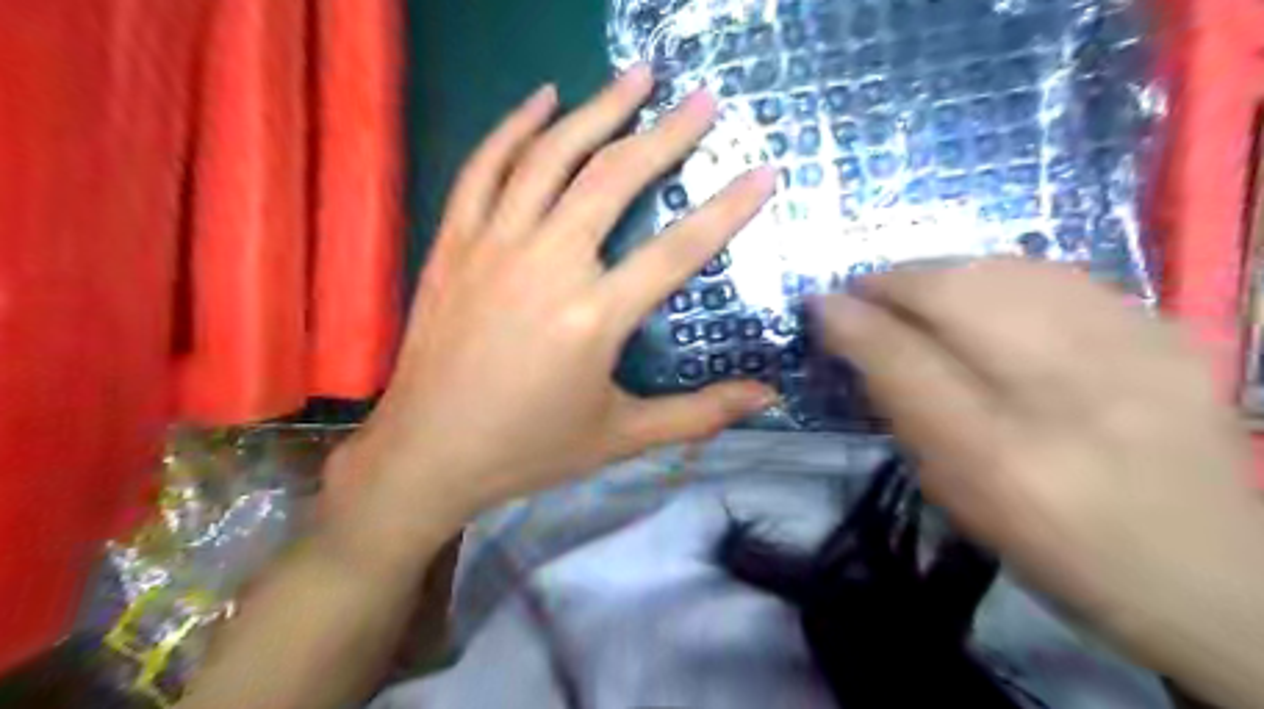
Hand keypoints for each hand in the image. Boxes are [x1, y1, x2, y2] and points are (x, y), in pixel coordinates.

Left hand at [329, 65, 774, 530]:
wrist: (428, 453)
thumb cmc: (529, 448)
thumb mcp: (622, 437)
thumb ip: (699, 413)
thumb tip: (769, 396)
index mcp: (593, 318)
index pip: (678, 250)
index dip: (727, 209)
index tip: (763, 172)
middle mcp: (545, 266)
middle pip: (614, 179)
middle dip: (666, 133)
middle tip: (703, 100)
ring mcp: (493, 246)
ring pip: (550, 157)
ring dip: (597, 109)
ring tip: (637, 75)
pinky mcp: (454, 244)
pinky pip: (484, 168)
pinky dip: (514, 126)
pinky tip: (543, 98)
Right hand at [816, 260, 1258, 663]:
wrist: (1208, 570)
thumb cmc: (1054, 547)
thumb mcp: (956, 494)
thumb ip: (902, 411)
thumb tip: (855, 339)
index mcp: (1001, 459)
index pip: (905, 362)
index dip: (853, 321)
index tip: (819, 301)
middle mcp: (1068, 396)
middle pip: (957, 296)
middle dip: (894, 281)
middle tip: (863, 289)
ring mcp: (1133, 353)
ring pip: (1008, 269)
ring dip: (942, 270)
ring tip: (913, 286)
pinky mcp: (1171, 331)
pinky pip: (1061, 273)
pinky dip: (1002, 273)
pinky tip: (983, 290)